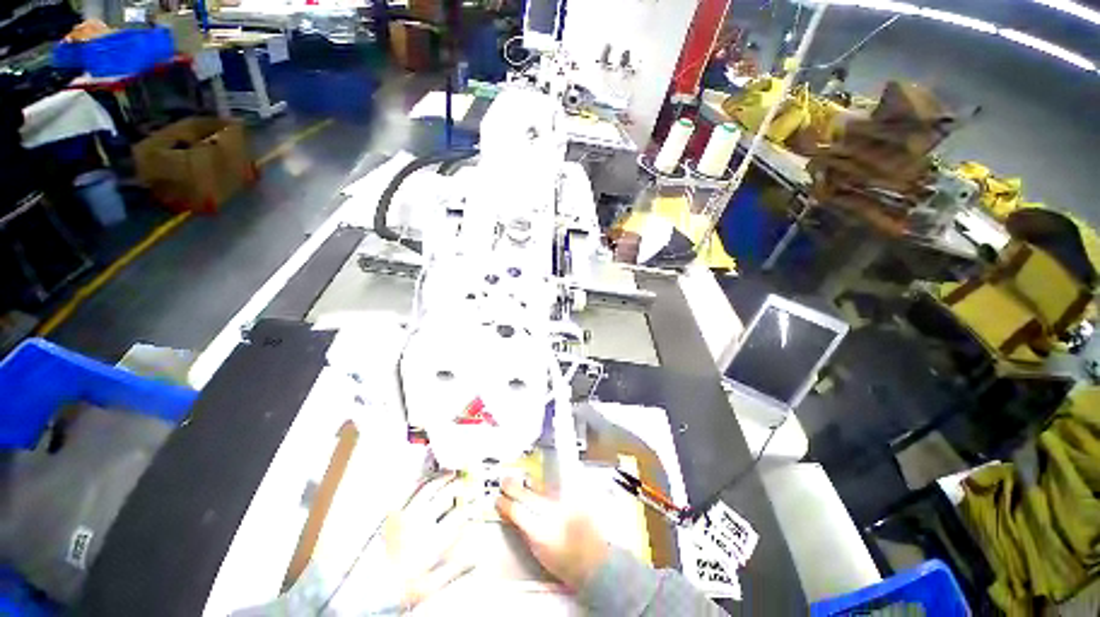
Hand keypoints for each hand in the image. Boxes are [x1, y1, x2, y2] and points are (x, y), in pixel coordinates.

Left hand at [385, 474, 474, 608]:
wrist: (369, 587)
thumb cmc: (401, 588)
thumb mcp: (430, 586)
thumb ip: (454, 569)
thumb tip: (476, 557)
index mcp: (431, 541)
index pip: (457, 516)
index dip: (469, 506)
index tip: (476, 501)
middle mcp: (420, 523)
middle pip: (445, 497)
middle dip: (459, 487)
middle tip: (467, 482)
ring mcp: (406, 515)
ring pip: (429, 489)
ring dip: (442, 479)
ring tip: (452, 474)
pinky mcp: (394, 513)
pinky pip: (410, 491)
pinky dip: (423, 482)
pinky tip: (429, 479)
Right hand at [495, 478, 608, 590]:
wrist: (594, 560)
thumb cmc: (564, 562)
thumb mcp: (538, 551)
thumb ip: (525, 530)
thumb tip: (513, 515)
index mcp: (541, 531)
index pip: (517, 512)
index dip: (505, 504)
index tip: (498, 500)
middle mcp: (553, 514)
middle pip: (529, 495)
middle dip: (514, 488)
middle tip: (505, 481)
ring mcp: (565, 504)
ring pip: (542, 489)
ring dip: (531, 486)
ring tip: (522, 483)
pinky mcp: (574, 499)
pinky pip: (555, 489)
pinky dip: (546, 488)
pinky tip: (541, 487)